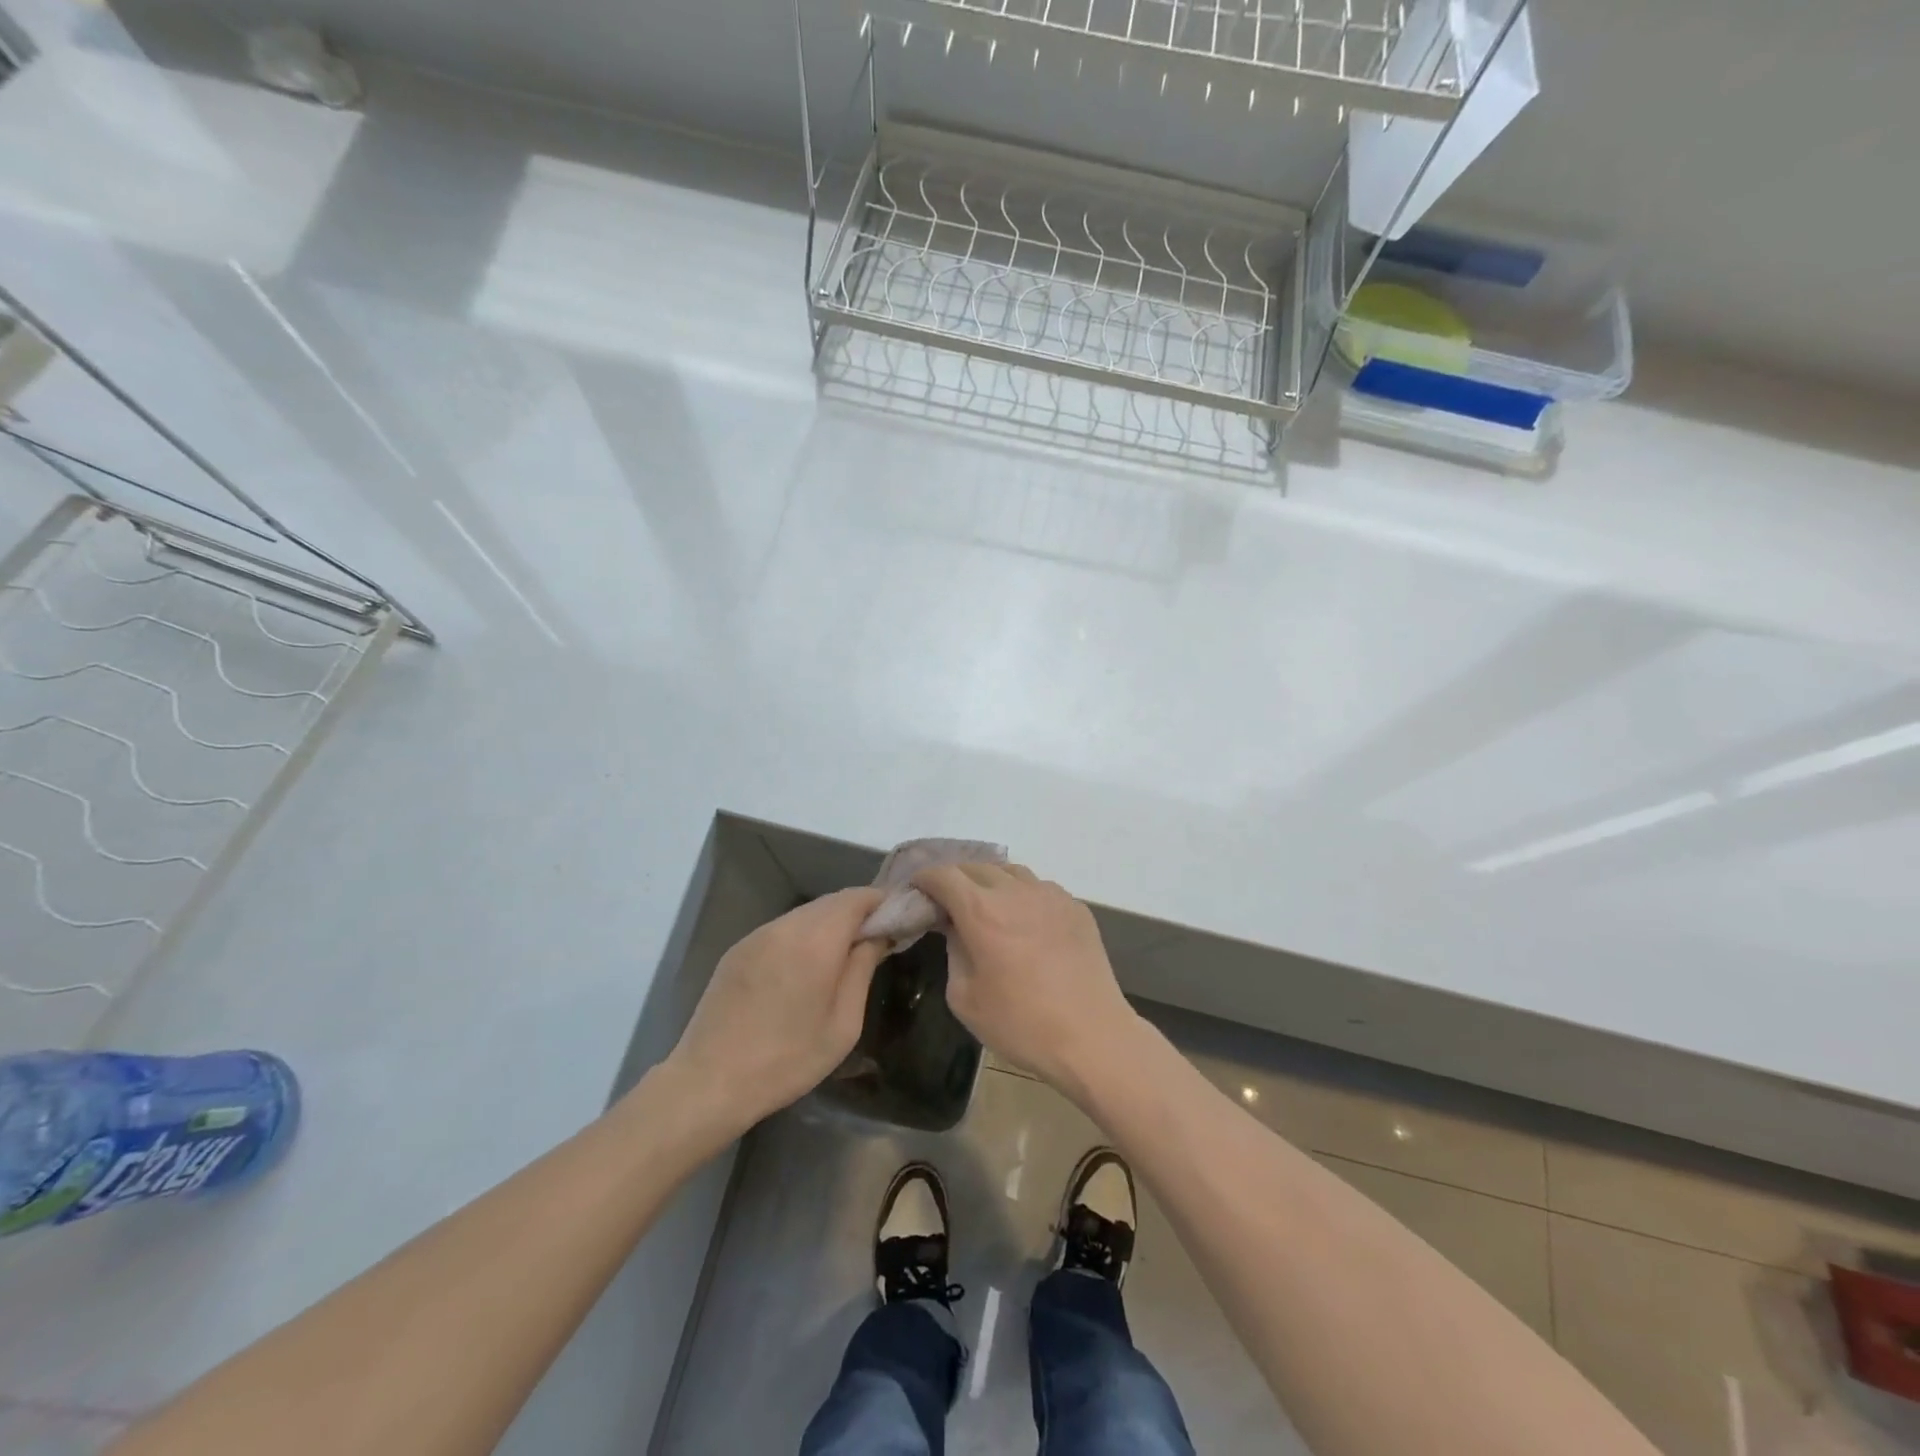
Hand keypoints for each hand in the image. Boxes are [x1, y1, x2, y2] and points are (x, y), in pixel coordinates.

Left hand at [665, 888, 886, 1139]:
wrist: (708, 1082)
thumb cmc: (787, 1060)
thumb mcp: (843, 1024)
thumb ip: (863, 969)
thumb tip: (878, 935)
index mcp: (816, 940)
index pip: (857, 898)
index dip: (882, 903)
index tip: (899, 921)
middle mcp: (785, 926)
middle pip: (831, 902)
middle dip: (857, 913)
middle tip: (876, 940)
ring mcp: (757, 935)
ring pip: (805, 914)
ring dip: (829, 925)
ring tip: (843, 956)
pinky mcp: (738, 949)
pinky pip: (782, 929)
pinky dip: (803, 936)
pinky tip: (805, 968)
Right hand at [912, 863, 1138, 1090]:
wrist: (1092, 1036)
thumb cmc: (1021, 1023)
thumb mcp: (965, 997)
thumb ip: (953, 952)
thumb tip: (955, 928)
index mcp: (982, 911)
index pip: (944, 875)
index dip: (925, 878)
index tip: (917, 890)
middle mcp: (1015, 892)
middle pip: (977, 867)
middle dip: (956, 878)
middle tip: (947, 900)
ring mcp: (1050, 895)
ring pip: (1012, 872)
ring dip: (991, 882)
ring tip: (987, 905)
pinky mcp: (1076, 907)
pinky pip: (1040, 889)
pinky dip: (1023, 896)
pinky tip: (1025, 922)